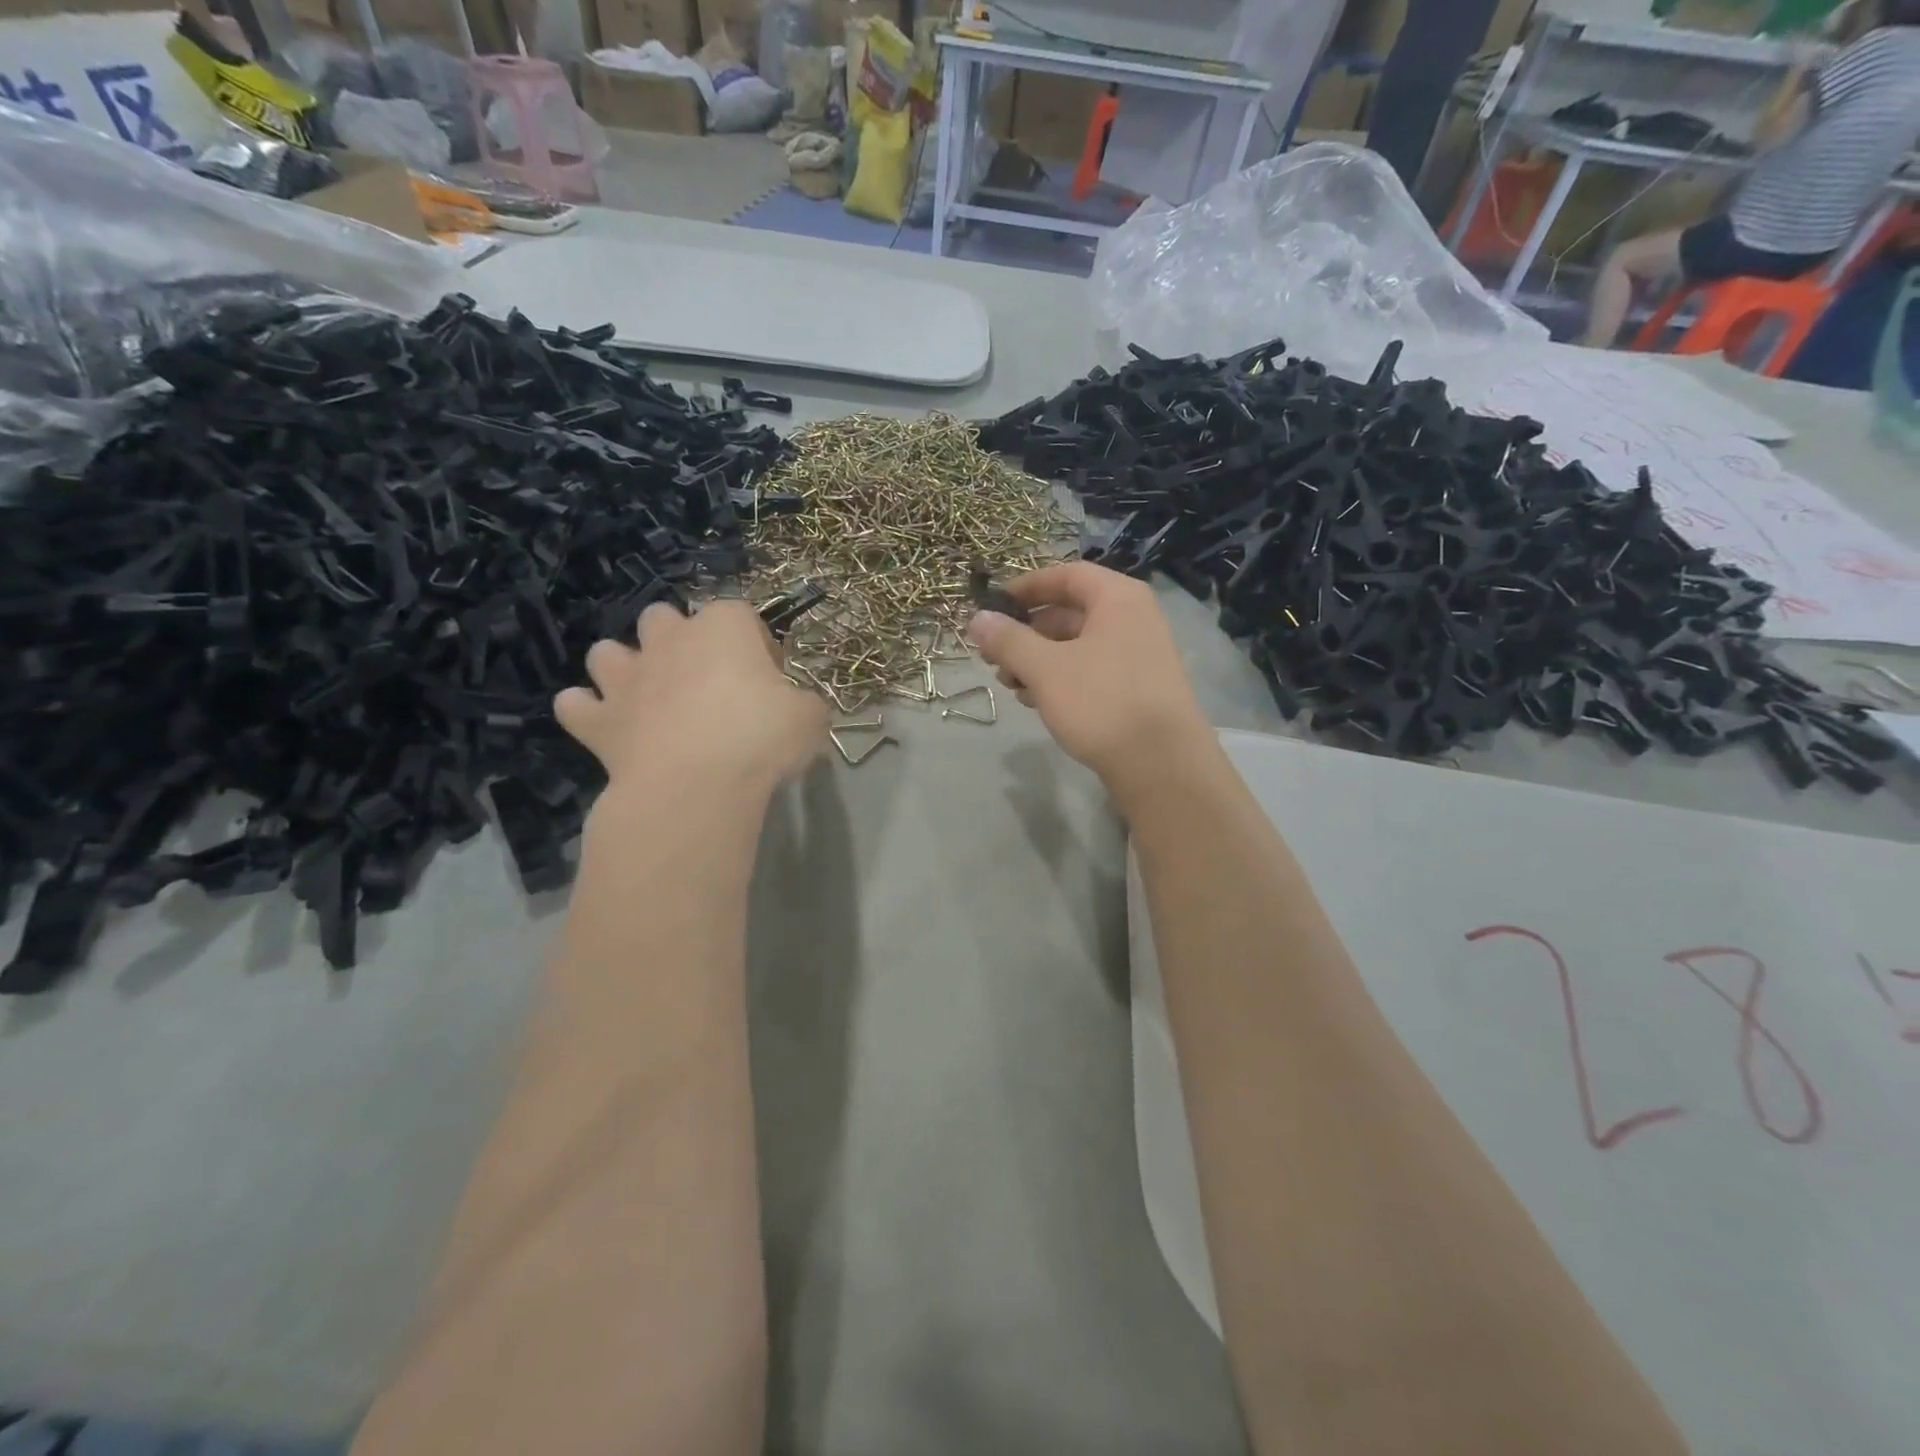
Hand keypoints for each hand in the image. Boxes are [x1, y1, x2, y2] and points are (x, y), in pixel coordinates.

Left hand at [555, 600, 827, 796]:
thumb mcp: (811, 718)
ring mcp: (626, 679)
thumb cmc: (760, 738)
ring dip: (623, 667)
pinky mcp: (598, 721)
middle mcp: (668, 641)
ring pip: (607, 652)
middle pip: (663, 618)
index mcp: (723, 628)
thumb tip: (796, 709)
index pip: (740, 614)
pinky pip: (576, 705)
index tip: (771, 677)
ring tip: (647, 696)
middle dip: (678, 639)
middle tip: (705, 680)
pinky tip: (606, 726)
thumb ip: (803, 704)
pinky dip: (587, 711)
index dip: (757, 643)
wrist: (695, 784)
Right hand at [968, 562, 1212, 795]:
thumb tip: (977, 619)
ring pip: (1078, 646)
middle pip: (1070, 612)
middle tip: (994, 656)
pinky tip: (1037, 702)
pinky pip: (1092, 671)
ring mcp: (1140, 655)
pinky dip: (1061, 679)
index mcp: (1118, 598)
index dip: (1026, 586)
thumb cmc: (1101, 702)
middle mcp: (1134, 619)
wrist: (1161, 764)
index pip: (1066, 575)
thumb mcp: (1045, 668)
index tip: (994, 605)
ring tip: (1010, 686)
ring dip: (1039, 660)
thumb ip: (1008, 640)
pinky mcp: (1138, 689)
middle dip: (1027, 633)